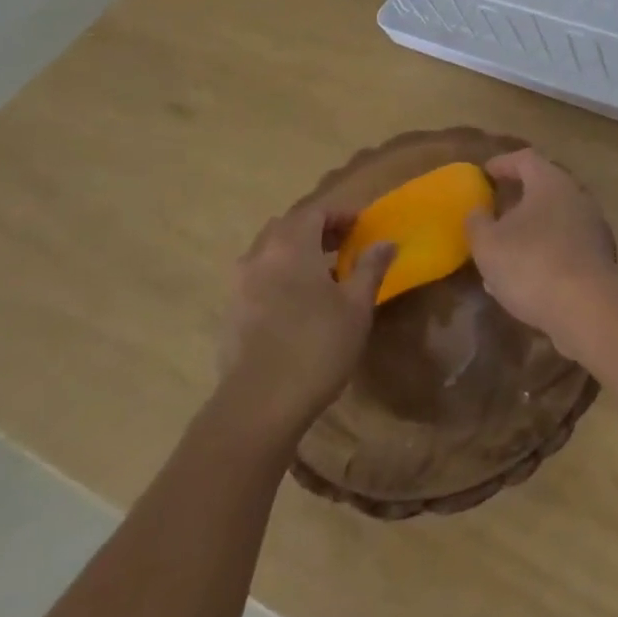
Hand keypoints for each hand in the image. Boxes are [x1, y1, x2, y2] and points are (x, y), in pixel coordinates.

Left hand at [217, 206, 394, 440]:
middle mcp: (261, 255)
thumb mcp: (356, 307)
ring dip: (294, 251)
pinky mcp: (231, 312)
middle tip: (342, 244)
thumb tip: (386, 242)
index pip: (316, 212)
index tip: (361, 225)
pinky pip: (257, 276)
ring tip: (319, 273)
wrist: (259, 405)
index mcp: (292, 245)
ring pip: (268, 250)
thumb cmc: (317, 346)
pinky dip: (278, 275)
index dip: (340, 214)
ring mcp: (240, 284)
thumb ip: (370, 267)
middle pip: (288, 226)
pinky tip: (295, 302)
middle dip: (316, 229)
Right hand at [469, 148, 616, 345]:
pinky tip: (526, 277)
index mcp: (550, 182)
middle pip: (544, 187)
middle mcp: (576, 196)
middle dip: (518, 198)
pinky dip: (545, 252)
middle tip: (495, 211)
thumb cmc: (532, 264)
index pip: (525, 159)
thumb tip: (477, 212)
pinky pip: (566, 245)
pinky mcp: (599, 257)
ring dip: (530, 230)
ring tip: (505, 250)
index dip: (503, 164)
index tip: (485, 173)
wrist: (588, 309)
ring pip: (555, 219)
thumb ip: (477, 223)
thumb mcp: (488, 244)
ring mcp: (592, 226)